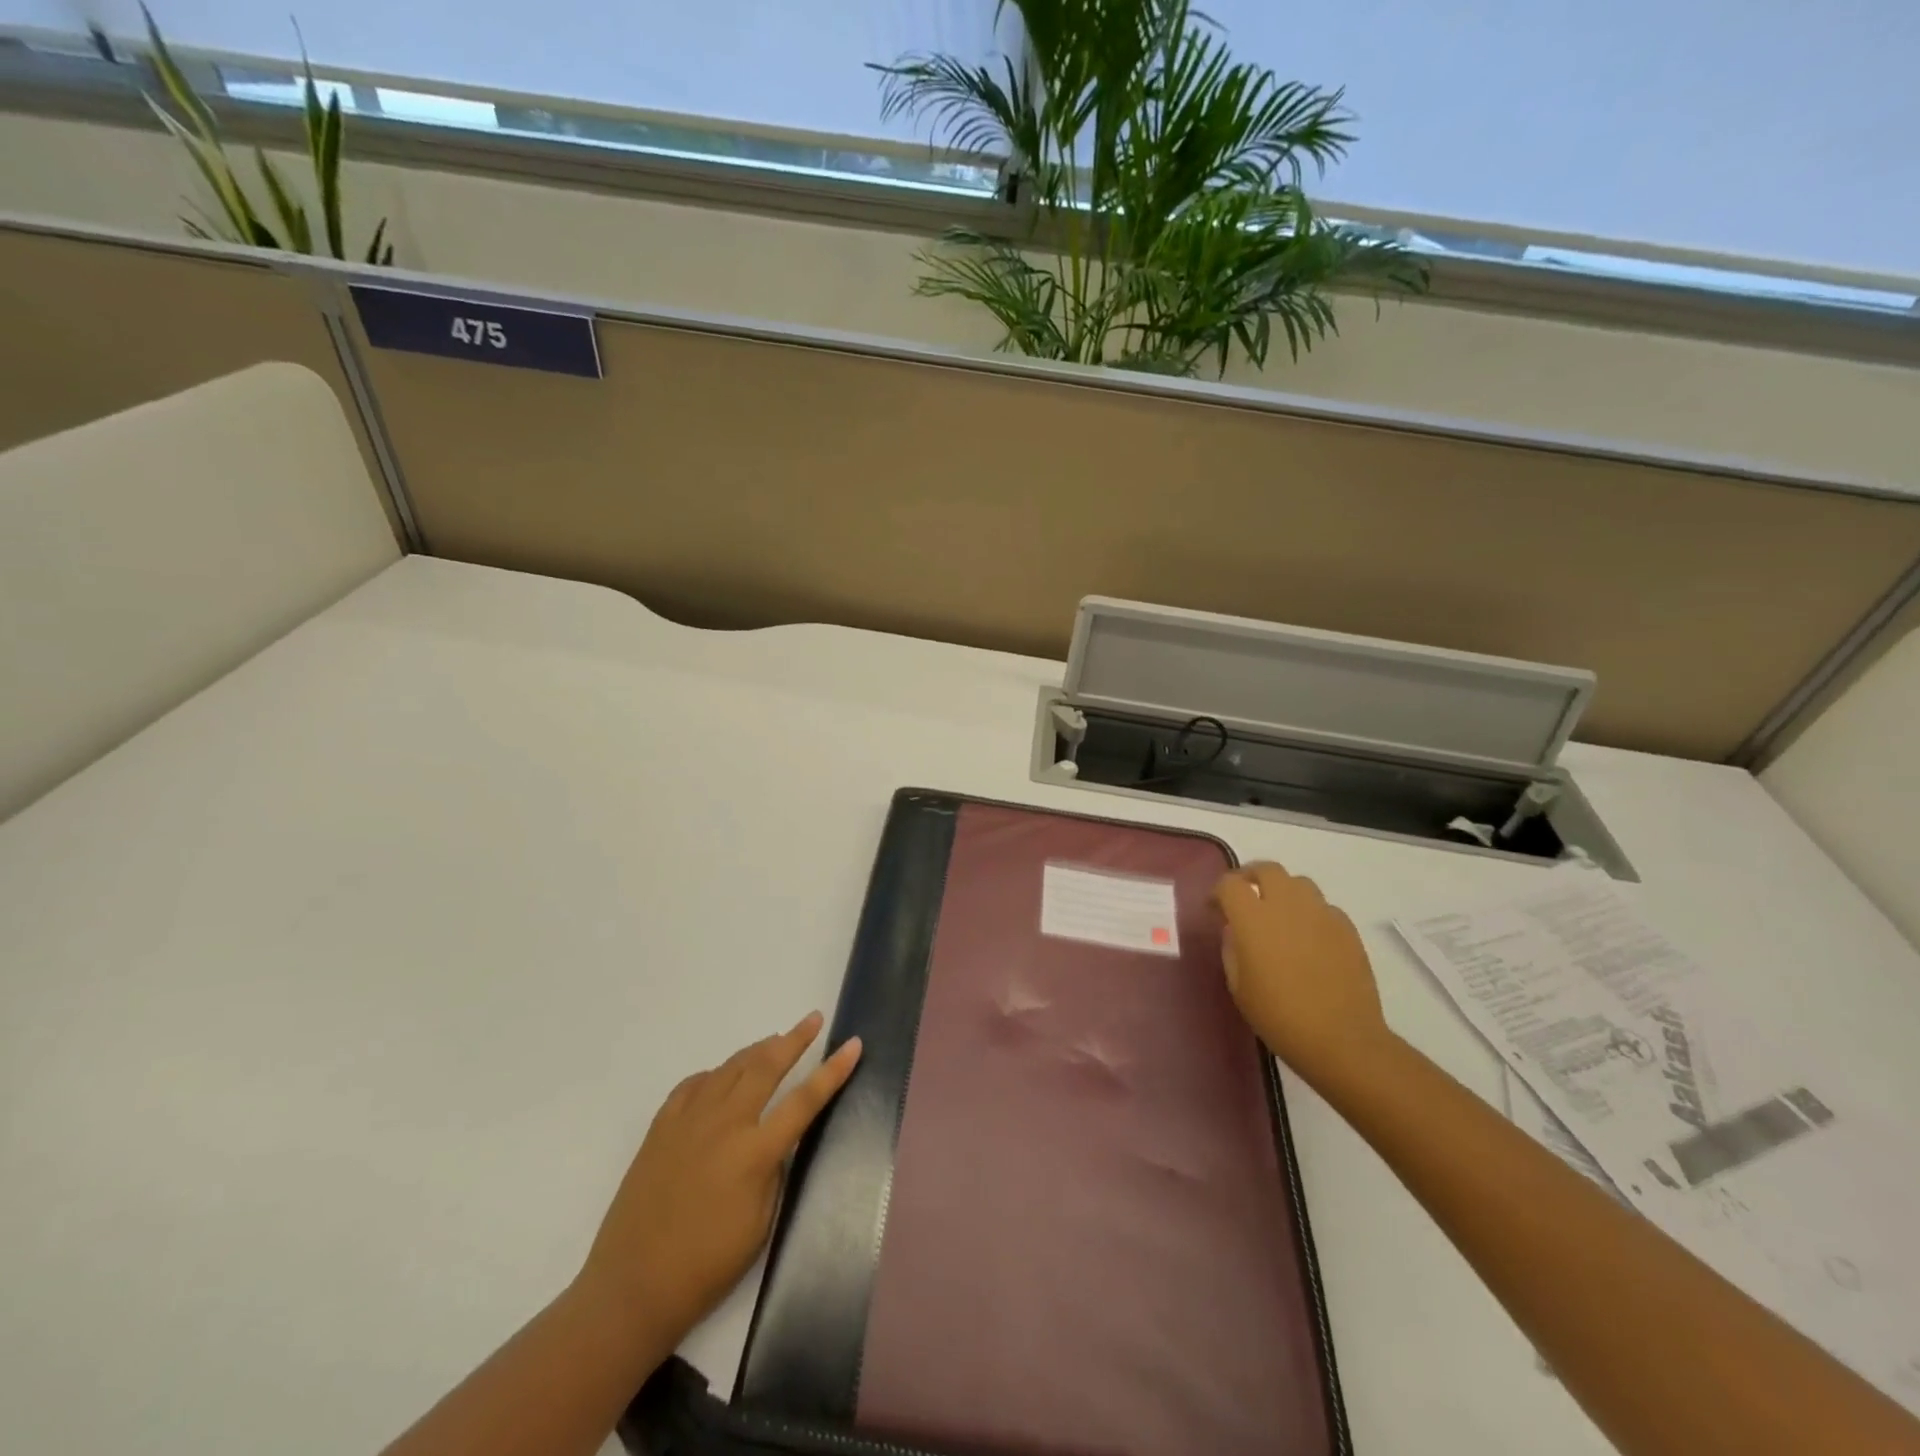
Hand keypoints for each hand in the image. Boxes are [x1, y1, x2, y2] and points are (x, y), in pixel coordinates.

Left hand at [577, 1012, 861, 1346]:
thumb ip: (773, 1171)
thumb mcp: (761, 1223)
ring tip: (775, 1041)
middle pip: (766, 1066)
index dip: (833, 1071)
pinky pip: (694, 1085)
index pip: (805, 1100)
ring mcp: (689, 1121)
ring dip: (757, 1050)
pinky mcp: (661, 1127)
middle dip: (794, 1039)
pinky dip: (715, 1074)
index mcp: (754, 1153)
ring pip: (730, 1068)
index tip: (853, 1044)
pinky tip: (721, 1077)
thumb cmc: (706, 1266)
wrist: (631, 1288)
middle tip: (813, 1019)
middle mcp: (724, 1124)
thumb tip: (774, 1141)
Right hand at [1213, 862, 1390, 1087]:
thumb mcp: (1239, 987)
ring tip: (1279, 915)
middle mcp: (1287, 906)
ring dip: (1283, 891)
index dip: (1219, 892)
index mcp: (1253, 919)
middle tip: (1246, 898)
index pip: (1230, 884)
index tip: (1216, 909)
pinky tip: (1308, 938)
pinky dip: (1310, 913)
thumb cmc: (1280, 1017)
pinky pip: (1323, 907)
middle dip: (1251, 877)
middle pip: (1267, 869)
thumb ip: (1232, 949)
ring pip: (1299, 883)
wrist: (1342, 1040)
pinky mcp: (1347, 929)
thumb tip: (1234, 931)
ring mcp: (1321, 914)